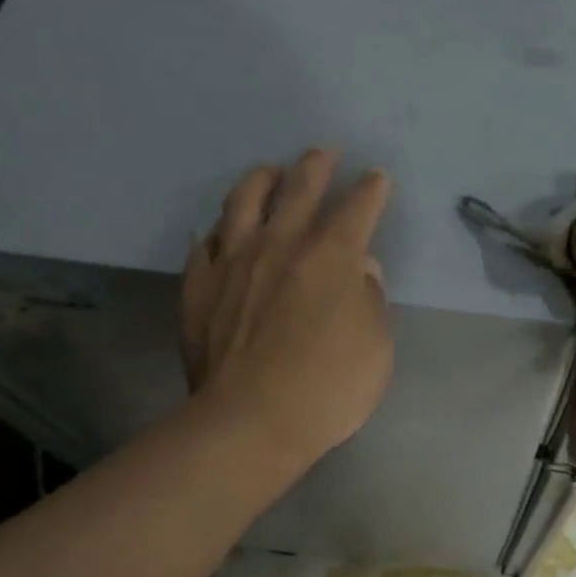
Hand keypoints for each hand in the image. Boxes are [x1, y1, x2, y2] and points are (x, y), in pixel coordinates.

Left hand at [181, 149, 392, 469]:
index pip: (357, 207)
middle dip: (316, 165)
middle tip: (324, 153)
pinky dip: (216, 232)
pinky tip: (219, 231)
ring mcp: (233, 261)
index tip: (376, 179)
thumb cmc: (328, 387)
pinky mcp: (198, 286)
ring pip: (244, 201)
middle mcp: (281, 244)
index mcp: (331, 255)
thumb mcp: (377, 346)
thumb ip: (371, 298)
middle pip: (300, 187)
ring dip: (262, 179)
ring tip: (270, 173)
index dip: (371, 189)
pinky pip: (204, 245)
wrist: (248, 423)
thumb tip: (362, 270)